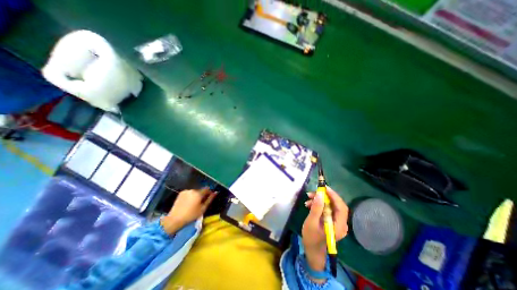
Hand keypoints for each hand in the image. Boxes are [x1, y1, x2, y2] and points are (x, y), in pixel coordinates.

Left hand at [160, 188, 216, 234]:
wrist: (174, 219)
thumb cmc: (191, 215)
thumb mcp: (203, 208)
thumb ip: (210, 199)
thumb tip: (215, 192)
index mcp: (198, 193)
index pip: (207, 189)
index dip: (209, 192)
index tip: (209, 197)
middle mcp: (192, 190)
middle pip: (200, 190)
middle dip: (202, 194)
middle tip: (201, 202)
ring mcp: (186, 191)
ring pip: (194, 191)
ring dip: (196, 195)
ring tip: (194, 203)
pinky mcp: (181, 193)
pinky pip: (189, 192)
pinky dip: (190, 195)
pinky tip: (188, 202)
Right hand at [302, 186, 349, 271]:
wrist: (312, 250)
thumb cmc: (311, 238)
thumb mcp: (311, 222)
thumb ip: (316, 208)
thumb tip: (320, 194)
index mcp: (339, 226)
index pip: (341, 207)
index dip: (334, 196)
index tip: (324, 188)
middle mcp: (341, 223)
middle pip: (336, 205)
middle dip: (325, 196)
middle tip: (313, 192)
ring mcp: (336, 222)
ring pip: (331, 206)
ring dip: (320, 200)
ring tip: (308, 198)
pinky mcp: (331, 221)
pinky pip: (327, 209)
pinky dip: (319, 205)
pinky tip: (309, 204)